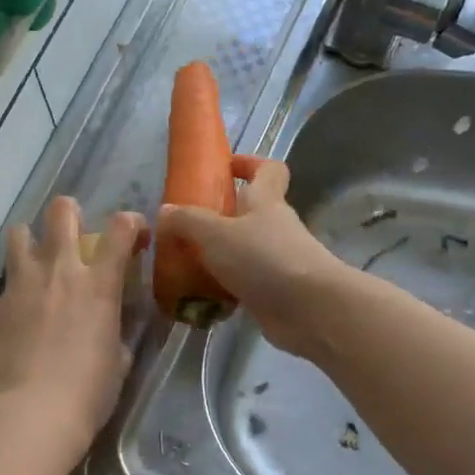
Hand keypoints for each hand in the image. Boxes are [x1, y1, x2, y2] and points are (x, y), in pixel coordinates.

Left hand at [0, 197, 146, 458]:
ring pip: (18, 234)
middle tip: (72, 229)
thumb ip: (117, 332)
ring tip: (35, 262)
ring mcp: (20, 286)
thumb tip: (112, 325)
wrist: (33, 413)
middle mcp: (58, 271)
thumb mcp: (120, 360)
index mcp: (98, 284)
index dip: (130, 222)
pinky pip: (2, 291)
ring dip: (30, 242)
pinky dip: (12, 300)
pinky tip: (15, 323)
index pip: (120, 229)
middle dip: (69, 212)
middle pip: (60, 212)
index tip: (134, 232)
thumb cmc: (90, 391)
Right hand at [159, 156, 350, 358]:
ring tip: (183, 266)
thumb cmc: (264, 259)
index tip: (224, 168)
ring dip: (218, 257)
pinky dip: (224, 289)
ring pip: (244, 251)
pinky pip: (244, 284)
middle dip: (220, 217)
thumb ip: (187, 221)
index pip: (268, 170)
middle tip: (185, 227)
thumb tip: (164, 211)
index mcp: (266, 201)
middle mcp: (275, 227)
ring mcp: (278, 261)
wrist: (309, 310)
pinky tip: (199, 298)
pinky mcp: (275, 293)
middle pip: (251, 213)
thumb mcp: (216, 234)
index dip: (249, 164)